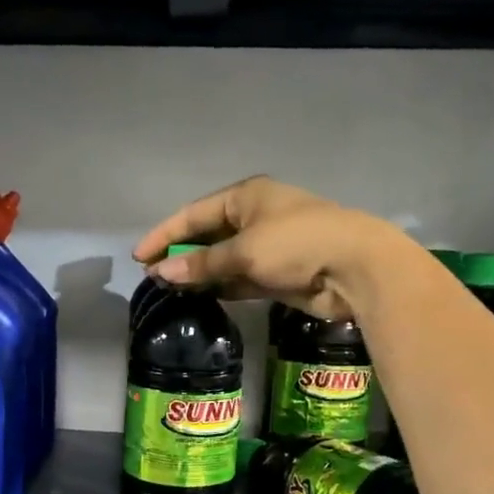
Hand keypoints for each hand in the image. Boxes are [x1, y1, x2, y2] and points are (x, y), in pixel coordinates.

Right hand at [131, 175, 400, 318]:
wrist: (354, 268)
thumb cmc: (296, 244)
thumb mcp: (244, 251)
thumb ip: (202, 263)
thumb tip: (163, 274)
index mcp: (246, 197)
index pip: (194, 213)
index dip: (164, 234)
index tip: (139, 257)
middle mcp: (254, 217)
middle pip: (206, 236)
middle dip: (179, 255)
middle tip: (151, 276)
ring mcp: (266, 246)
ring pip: (222, 259)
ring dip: (198, 273)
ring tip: (168, 289)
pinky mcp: (276, 273)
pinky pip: (238, 278)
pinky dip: (219, 286)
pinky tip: (198, 297)